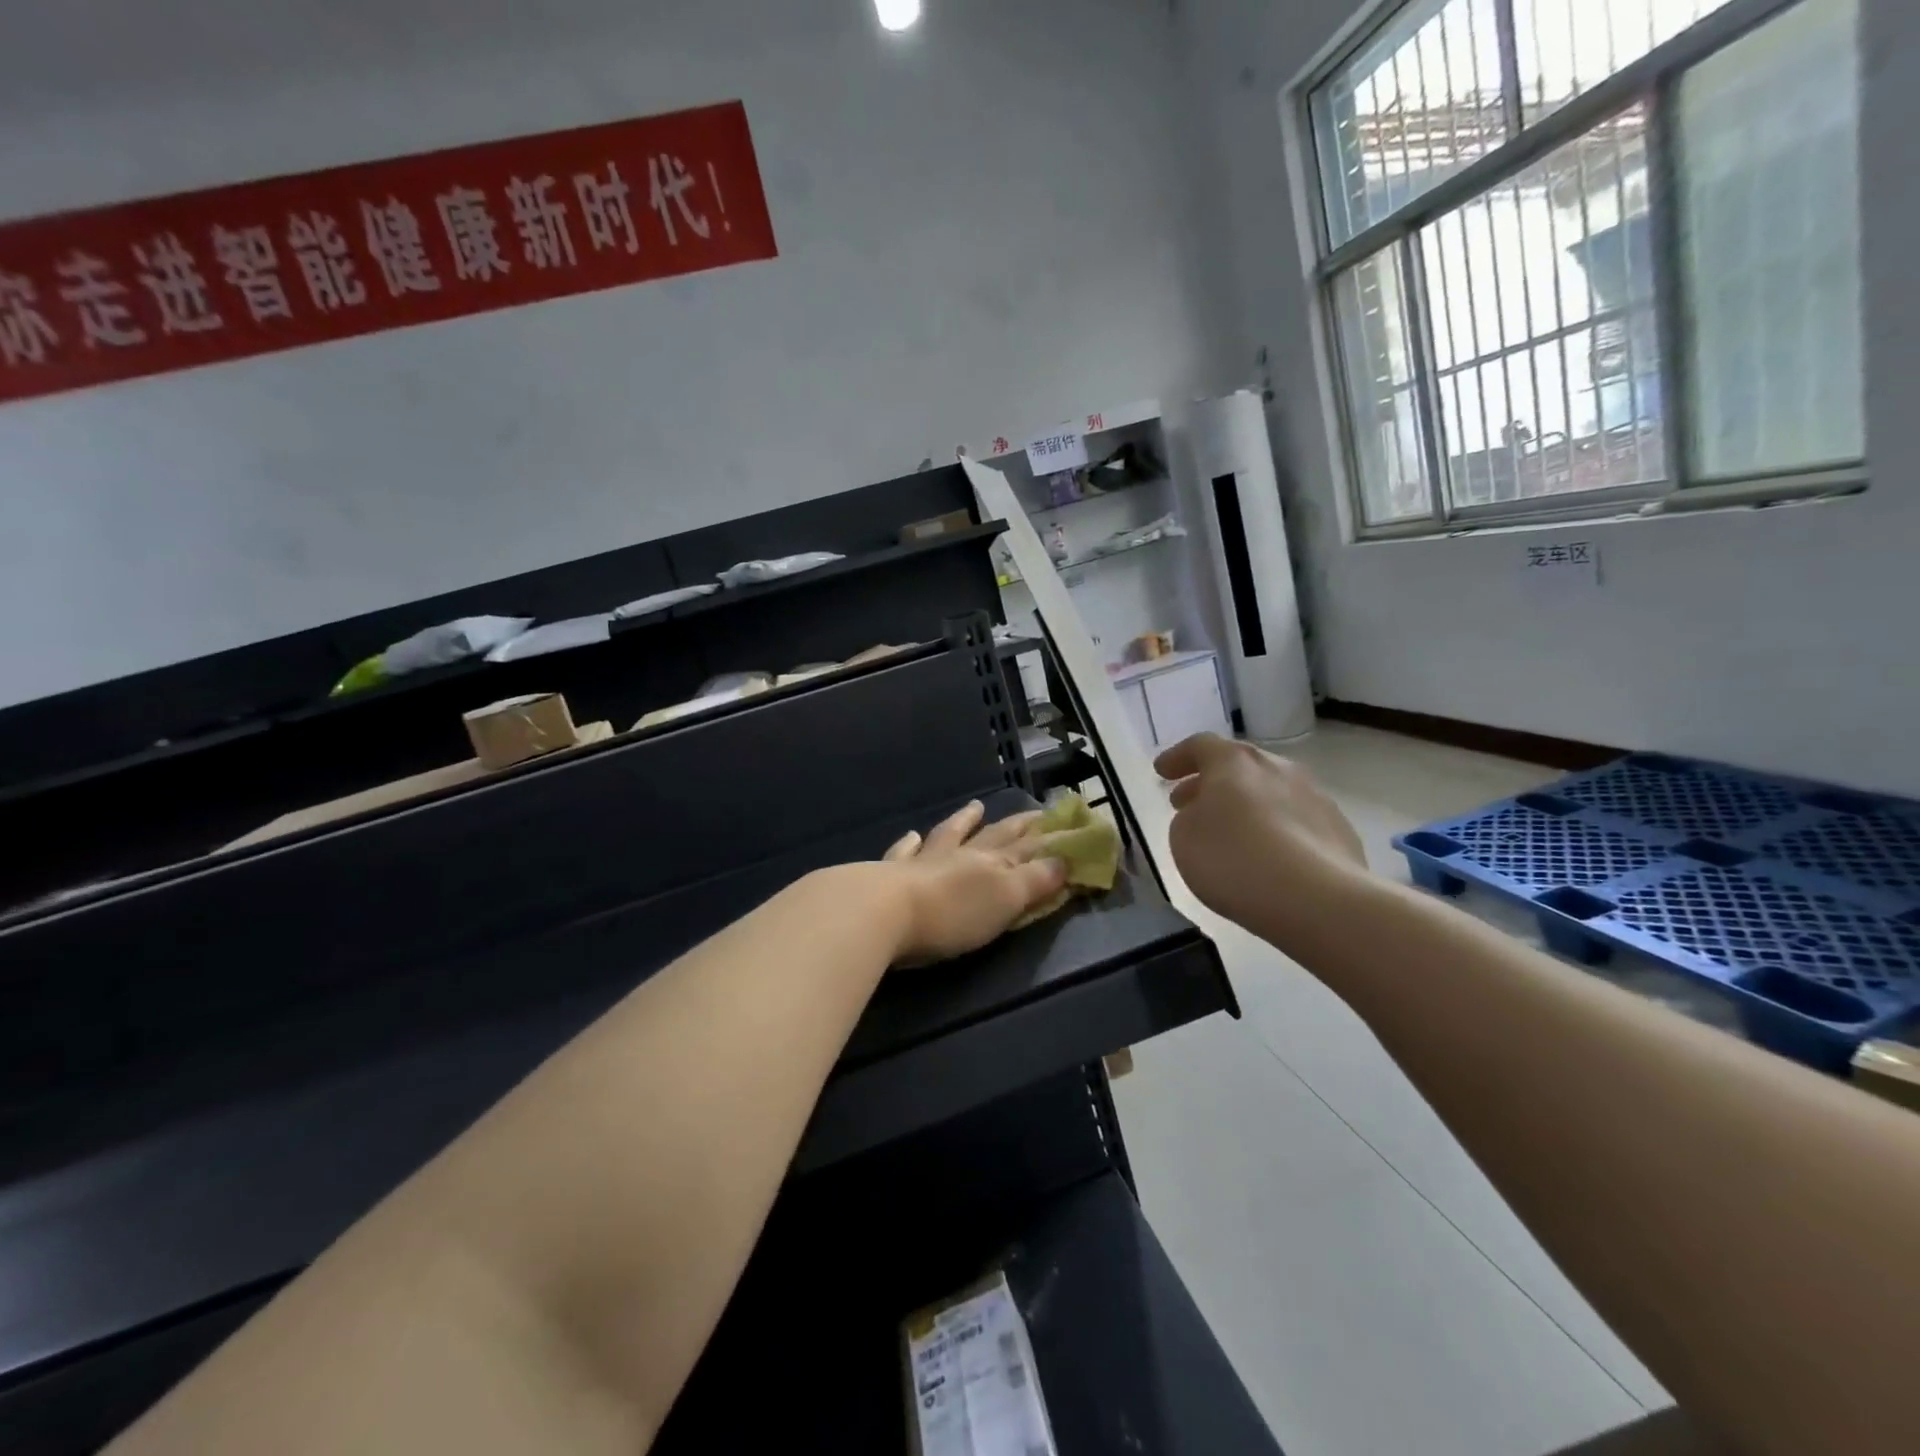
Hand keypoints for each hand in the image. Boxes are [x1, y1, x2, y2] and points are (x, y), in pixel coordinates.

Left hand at [881, 801, 1067, 962]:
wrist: (884, 913)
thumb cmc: (952, 915)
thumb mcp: (1005, 901)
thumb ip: (1035, 881)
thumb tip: (1064, 859)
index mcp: (991, 864)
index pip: (1027, 847)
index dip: (1048, 837)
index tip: (1065, 822)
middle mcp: (960, 855)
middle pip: (993, 836)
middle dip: (1016, 825)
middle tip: (1033, 812)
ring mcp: (923, 861)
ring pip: (949, 835)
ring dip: (964, 821)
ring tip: (975, 807)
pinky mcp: (891, 874)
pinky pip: (904, 852)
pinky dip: (911, 843)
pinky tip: (912, 835)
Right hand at [1153, 733, 1368, 951]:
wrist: (1316, 899)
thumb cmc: (1234, 859)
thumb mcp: (1183, 837)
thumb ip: (1188, 817)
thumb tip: (1205, 814)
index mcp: (1234, 762)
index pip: (1201, 746)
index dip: (1178, 757)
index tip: (1161, 772)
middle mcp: (1278, 768)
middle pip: (1239, 767)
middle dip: (1211, 783)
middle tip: (1189, 803)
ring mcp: (1315, 797)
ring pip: (1270, 792)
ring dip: (1246, 806)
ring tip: (1230, 833)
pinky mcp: (1339, 831)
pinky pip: (1296, 822)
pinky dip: (1276, 831)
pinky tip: (1269, 857)